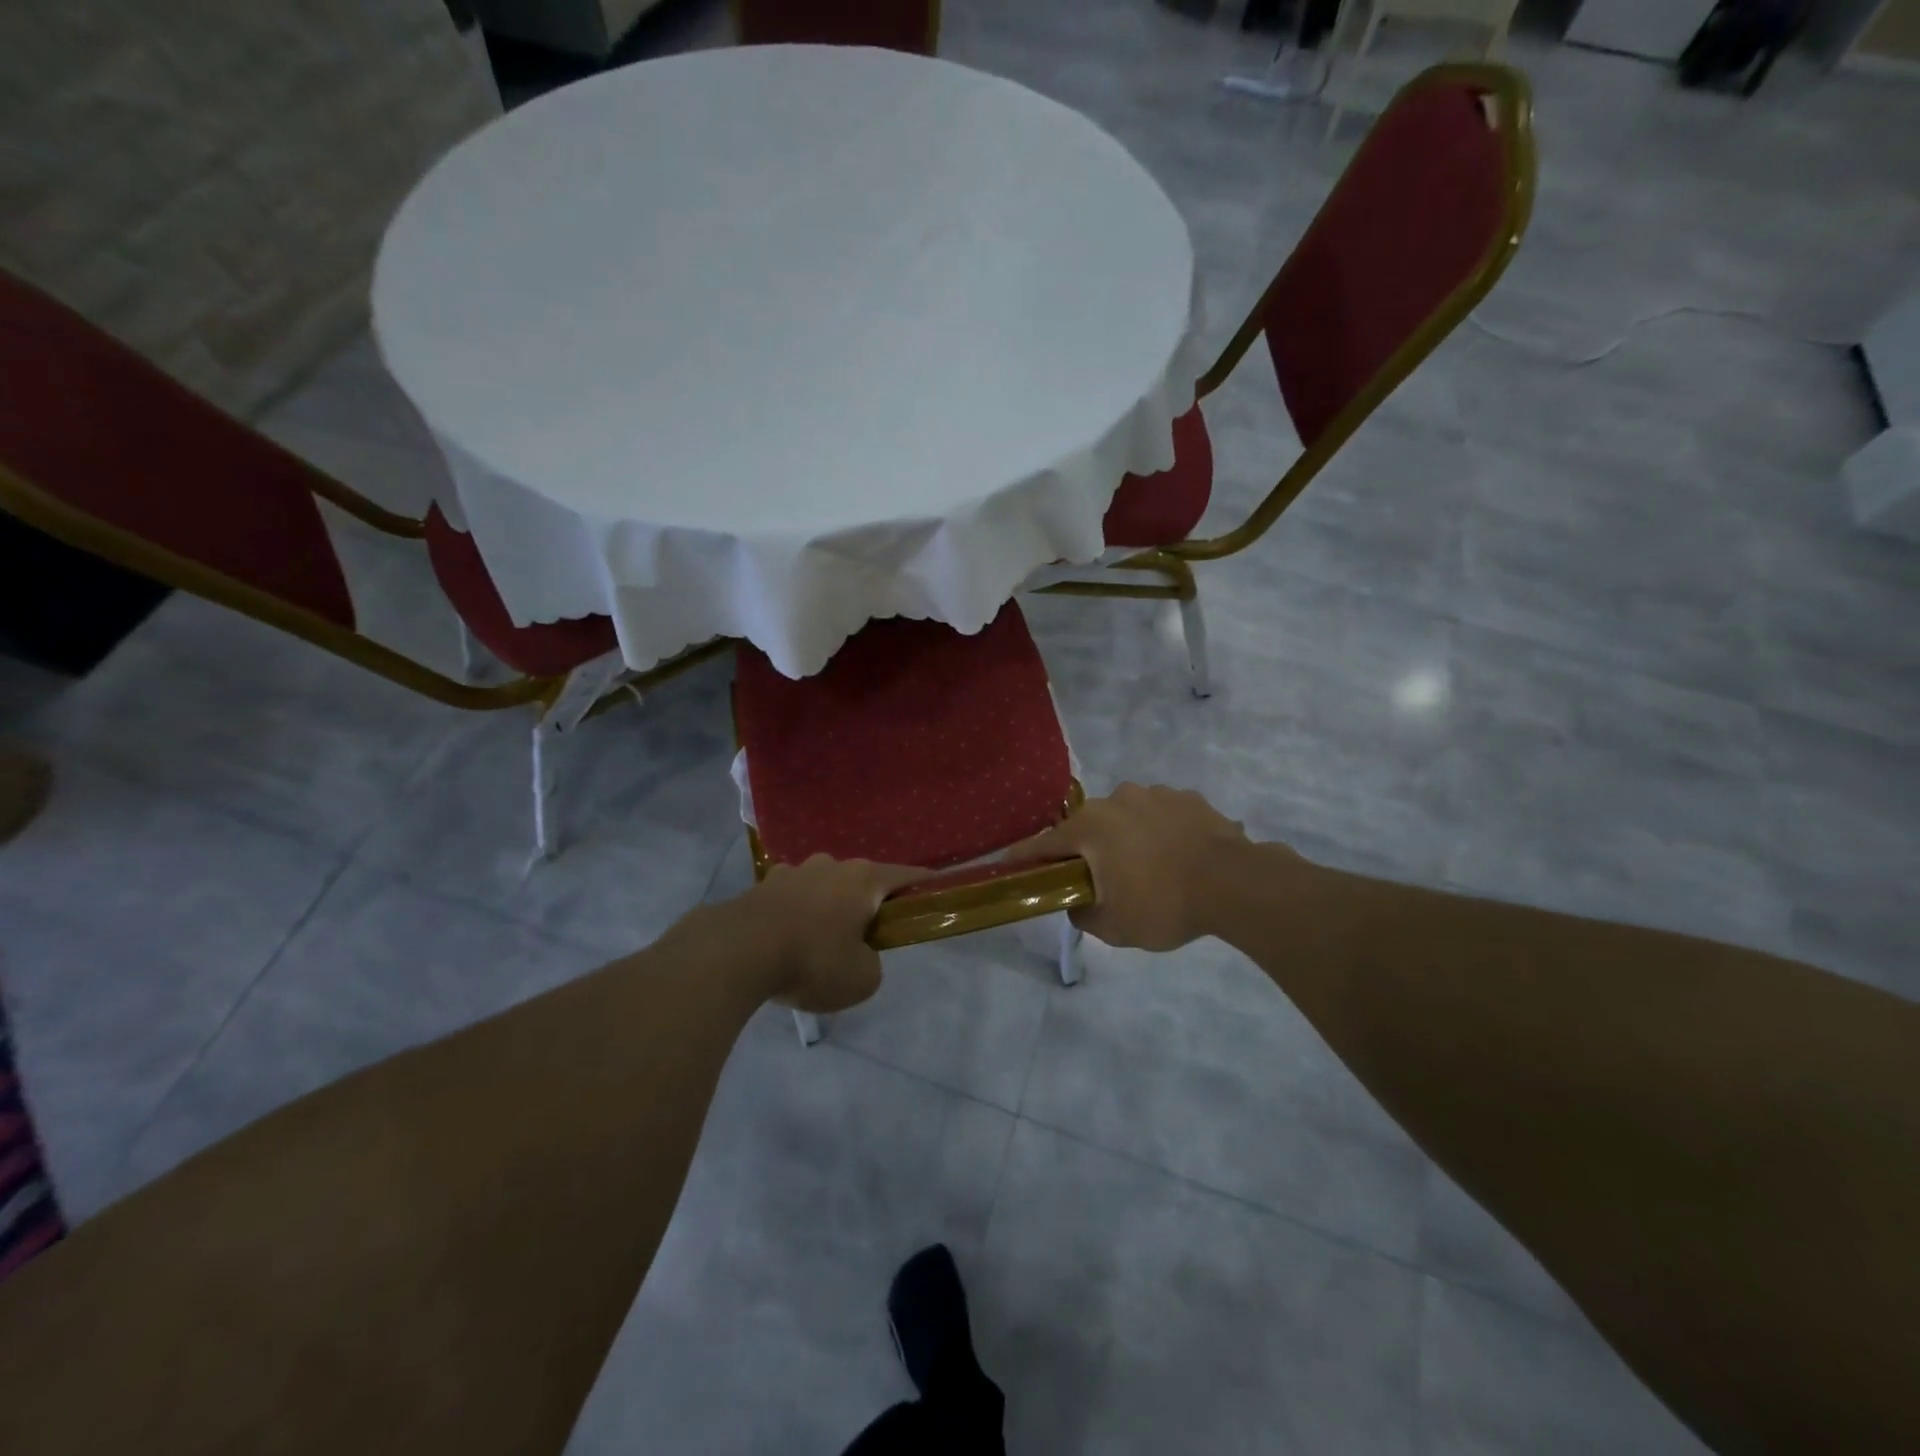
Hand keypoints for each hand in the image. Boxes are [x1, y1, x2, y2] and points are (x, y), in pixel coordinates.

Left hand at [743, 856, 925, 1012]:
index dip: (924, 885)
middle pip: (861, 881)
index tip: (934, 892)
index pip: (906, 876)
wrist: (737, 952)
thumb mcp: (862, 978)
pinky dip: (796, 914)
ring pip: (823, 887)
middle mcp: (831, 865)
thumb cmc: (812, 960)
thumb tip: (858, 955)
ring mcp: (793, 871)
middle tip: (866, 937)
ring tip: (820, 941)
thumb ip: (872, 963)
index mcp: (864, 879)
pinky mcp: (762, 885)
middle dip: (867, 904)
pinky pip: (791, 898)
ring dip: (828, 907)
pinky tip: (786, 940)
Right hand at [1006, 783, 1253, 950]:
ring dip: (1126, 837)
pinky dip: (1159, 831)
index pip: (1044, 843)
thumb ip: (1083, 913)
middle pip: (1088, 827)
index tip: (1010, 862)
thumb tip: (1077, 901)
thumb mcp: (1114, 926)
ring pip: (1125, 817)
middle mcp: (1115, 800)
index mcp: (1090, 828)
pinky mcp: (1186, 797)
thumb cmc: (1164, 904)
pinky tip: (1176, 855)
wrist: (1235, 883)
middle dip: (1087, 849)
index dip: (1025, 856)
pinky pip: (1160, 814)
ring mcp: (1154, 794)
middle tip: (1099, 877)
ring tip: (1148, 867)